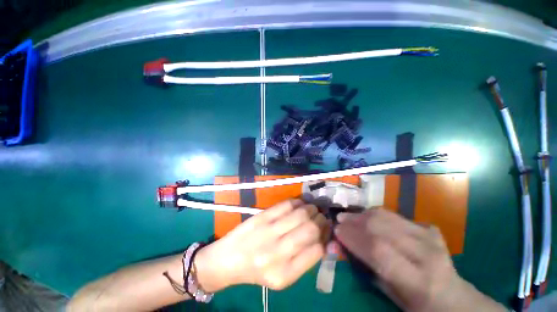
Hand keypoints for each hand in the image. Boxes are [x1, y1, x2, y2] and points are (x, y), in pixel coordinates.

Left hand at [195, 199, 327, 291]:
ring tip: (312, 209)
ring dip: (311, 208)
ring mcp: (268, 232)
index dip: (325, 237)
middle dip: (321, 220)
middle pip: (311, 229)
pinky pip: (286, 205)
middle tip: (321, 217)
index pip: (317, 250)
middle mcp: (277, 254)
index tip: (325, 230)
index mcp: (285, 275)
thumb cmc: (257, 271)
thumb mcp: (283, 276)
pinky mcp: (261, 217)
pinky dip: (297, 202)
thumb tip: (323, 237)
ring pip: (301, 213)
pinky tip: (299, 204)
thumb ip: (304, 259)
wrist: (228, 260)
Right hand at [334, 208, 505, 311]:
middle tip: (340, 219)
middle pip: (382, 227)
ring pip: (388, 216)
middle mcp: (426, 254)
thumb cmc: (419, 306)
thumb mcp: (393, 298)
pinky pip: (396, 215)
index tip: (337, 230)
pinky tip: (367, 217)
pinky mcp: (429, 229)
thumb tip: (344, 249)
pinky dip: (377, 214)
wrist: (455, 299)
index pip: (379, 250)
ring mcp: (430, 237)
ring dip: (364, 214)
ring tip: (350, 215)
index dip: (354, 237)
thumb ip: (369, 271)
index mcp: (419, 280)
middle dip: (356, 221)